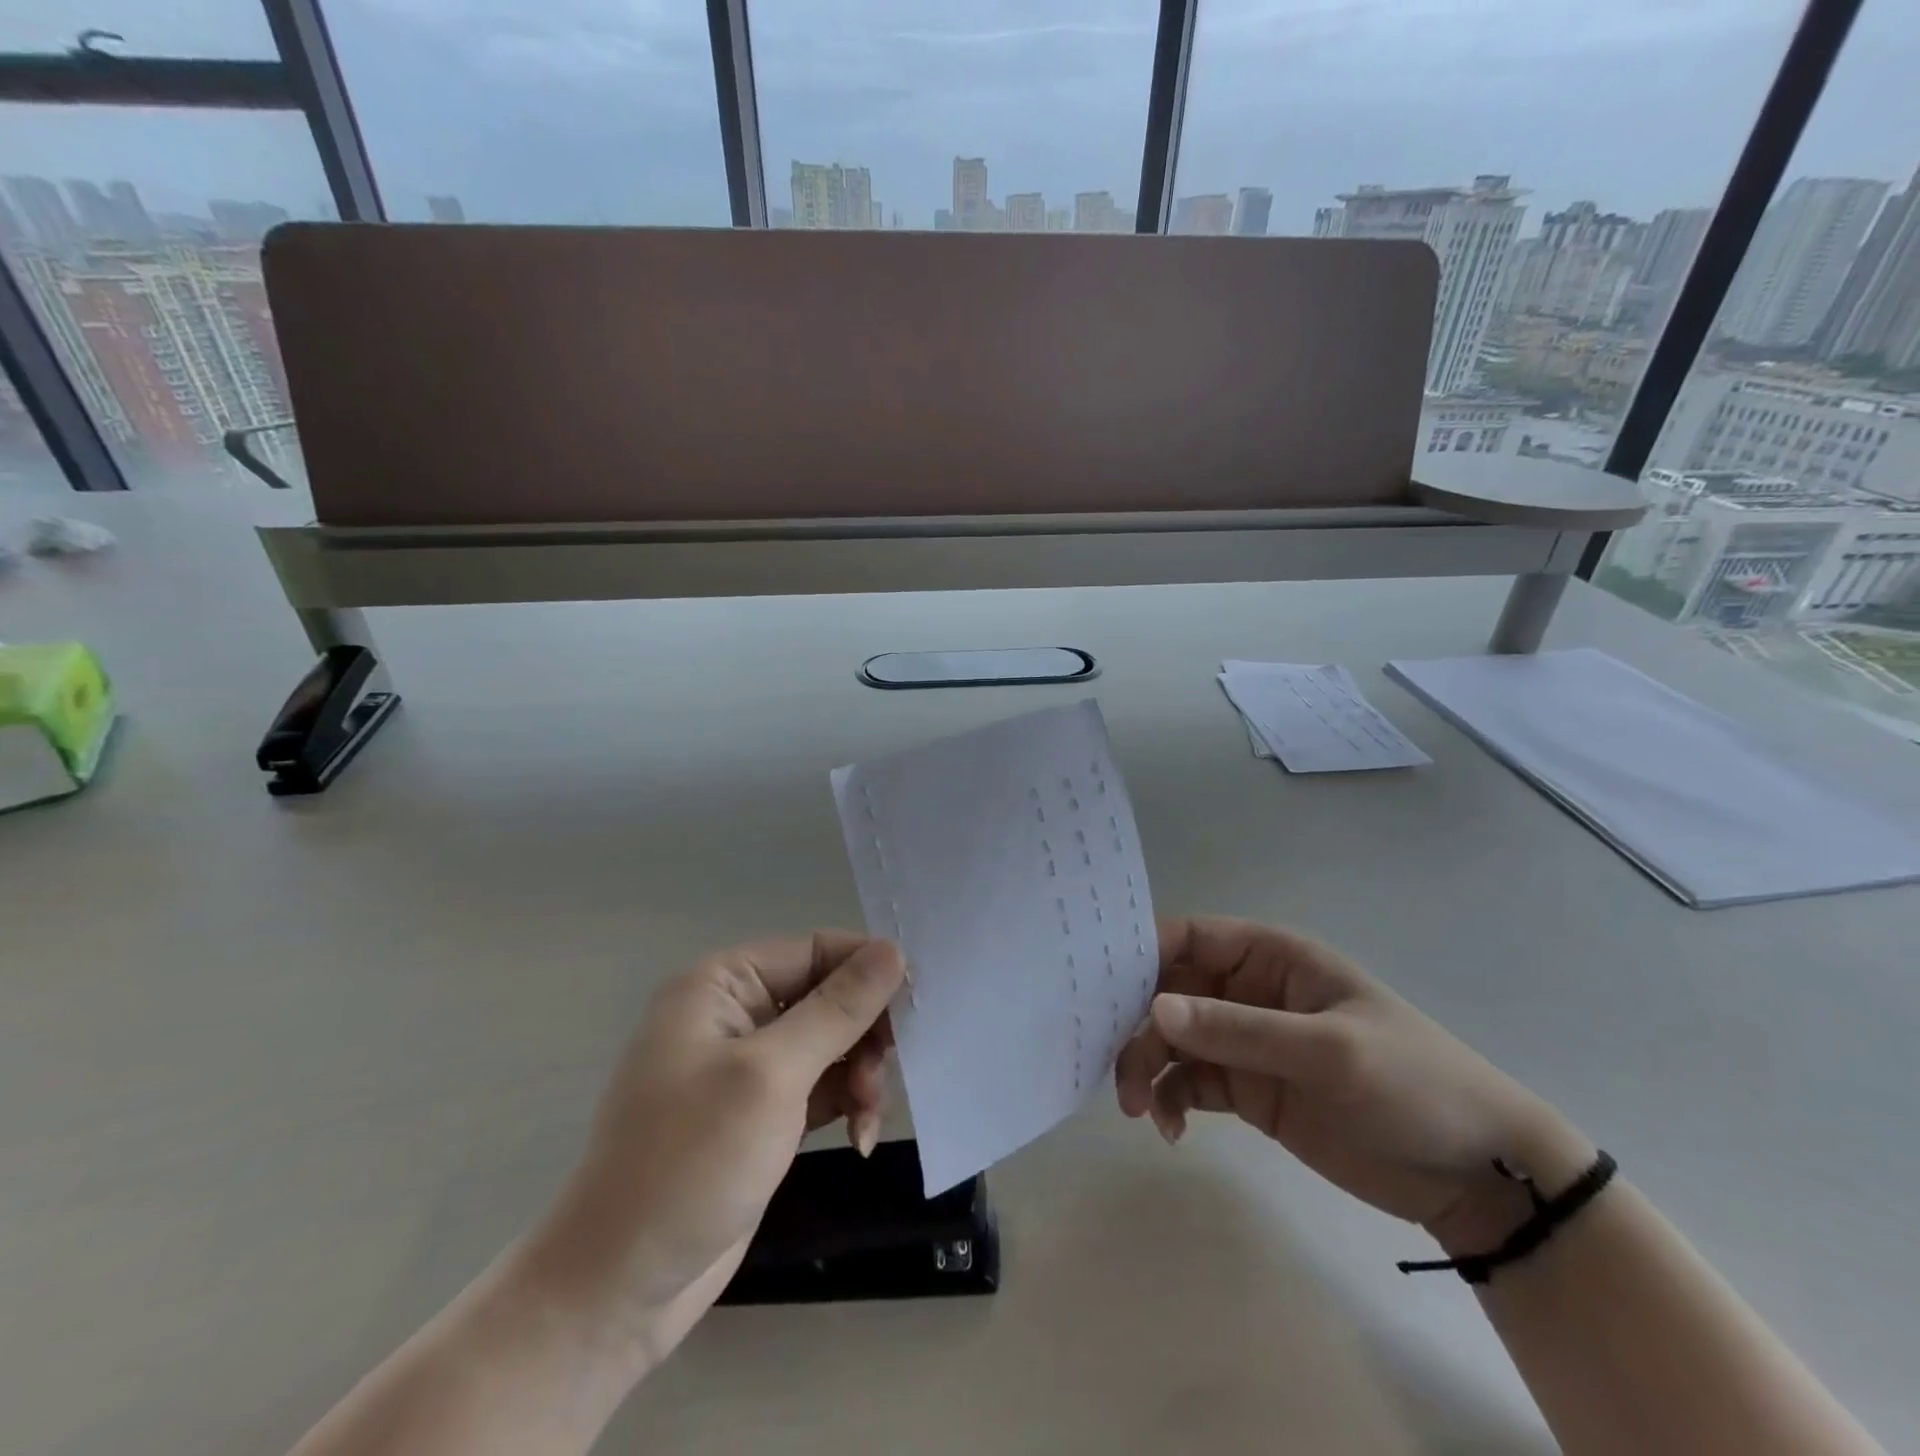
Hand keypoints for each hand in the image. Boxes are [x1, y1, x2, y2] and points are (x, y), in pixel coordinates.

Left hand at [519, 932, 903, 1370]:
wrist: (620, 1288)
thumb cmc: (690, 1162)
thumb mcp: (772, 1076)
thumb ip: (838, 1009)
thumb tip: (893, 950)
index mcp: (721, 985)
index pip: (814, 951)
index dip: (867, 970)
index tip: (916, 1003)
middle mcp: (734, 1014)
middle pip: (826, 996)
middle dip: (863, 1033)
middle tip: (884, 1075)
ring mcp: (746, 1067)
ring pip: (830, 1044)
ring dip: (859, 1074)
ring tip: (869, 1116)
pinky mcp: (760, 1113)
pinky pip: (820, 1086)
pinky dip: (845, 1103)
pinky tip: (860, 1138)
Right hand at [1115, 918, 1594, 1252]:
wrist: (1476, 1176)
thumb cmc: (1413, 1084)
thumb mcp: (1329, 1052)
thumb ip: (1238, 1030)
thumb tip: (1153, 1008)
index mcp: (1270, 957)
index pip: (1189, 938)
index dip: (1140, 952)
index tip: (1096, 986)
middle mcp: (1248, 991)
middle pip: (1167, 991)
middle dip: (1135, 1023)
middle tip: (1115, 1069)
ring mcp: (1246, 1041)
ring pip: (1171, 1039)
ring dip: (1145, 1067)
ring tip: (1140, 1111)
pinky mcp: (1248, 1089)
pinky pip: (1189, 1083)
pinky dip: (1170, 1100)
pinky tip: (1172, 1130)